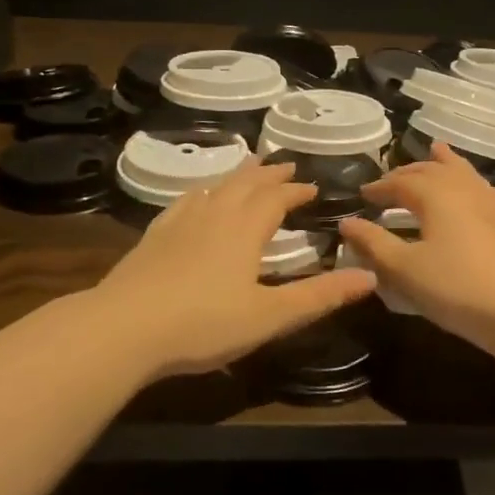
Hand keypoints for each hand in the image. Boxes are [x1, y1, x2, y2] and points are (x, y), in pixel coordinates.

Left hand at [93, 159, 374, 378]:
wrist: (124, 329)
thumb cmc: (204, 324)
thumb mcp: (271, 316)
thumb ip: (320, 296)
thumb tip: (369, 277)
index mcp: (245, 229)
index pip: (276, 198)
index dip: (296, 190)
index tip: (313, 187)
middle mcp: (214, 215)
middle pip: (246, 183)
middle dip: (269, 174)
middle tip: (286, 165)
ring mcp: (180, 223)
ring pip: (215, 187)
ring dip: (237, 175)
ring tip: (249, 168)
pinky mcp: (154, 237)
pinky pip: (184, 201)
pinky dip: (201, 191)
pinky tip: (197, 196)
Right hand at [338, 144, 494, 347]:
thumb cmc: (456, 287)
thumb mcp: (404, 269)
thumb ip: (373, 244)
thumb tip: (347, 223)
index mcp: (436, 195)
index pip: (401, 181)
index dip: (380, 187)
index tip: (363, 194)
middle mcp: (464, 190)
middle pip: (434, 170)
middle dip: (409, 172)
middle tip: (391, 180)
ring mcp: (492, 204)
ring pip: (464, 174)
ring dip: (446, 163)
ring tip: (437, 151)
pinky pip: (488, 192)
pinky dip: (474, 184)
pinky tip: (478, 192)